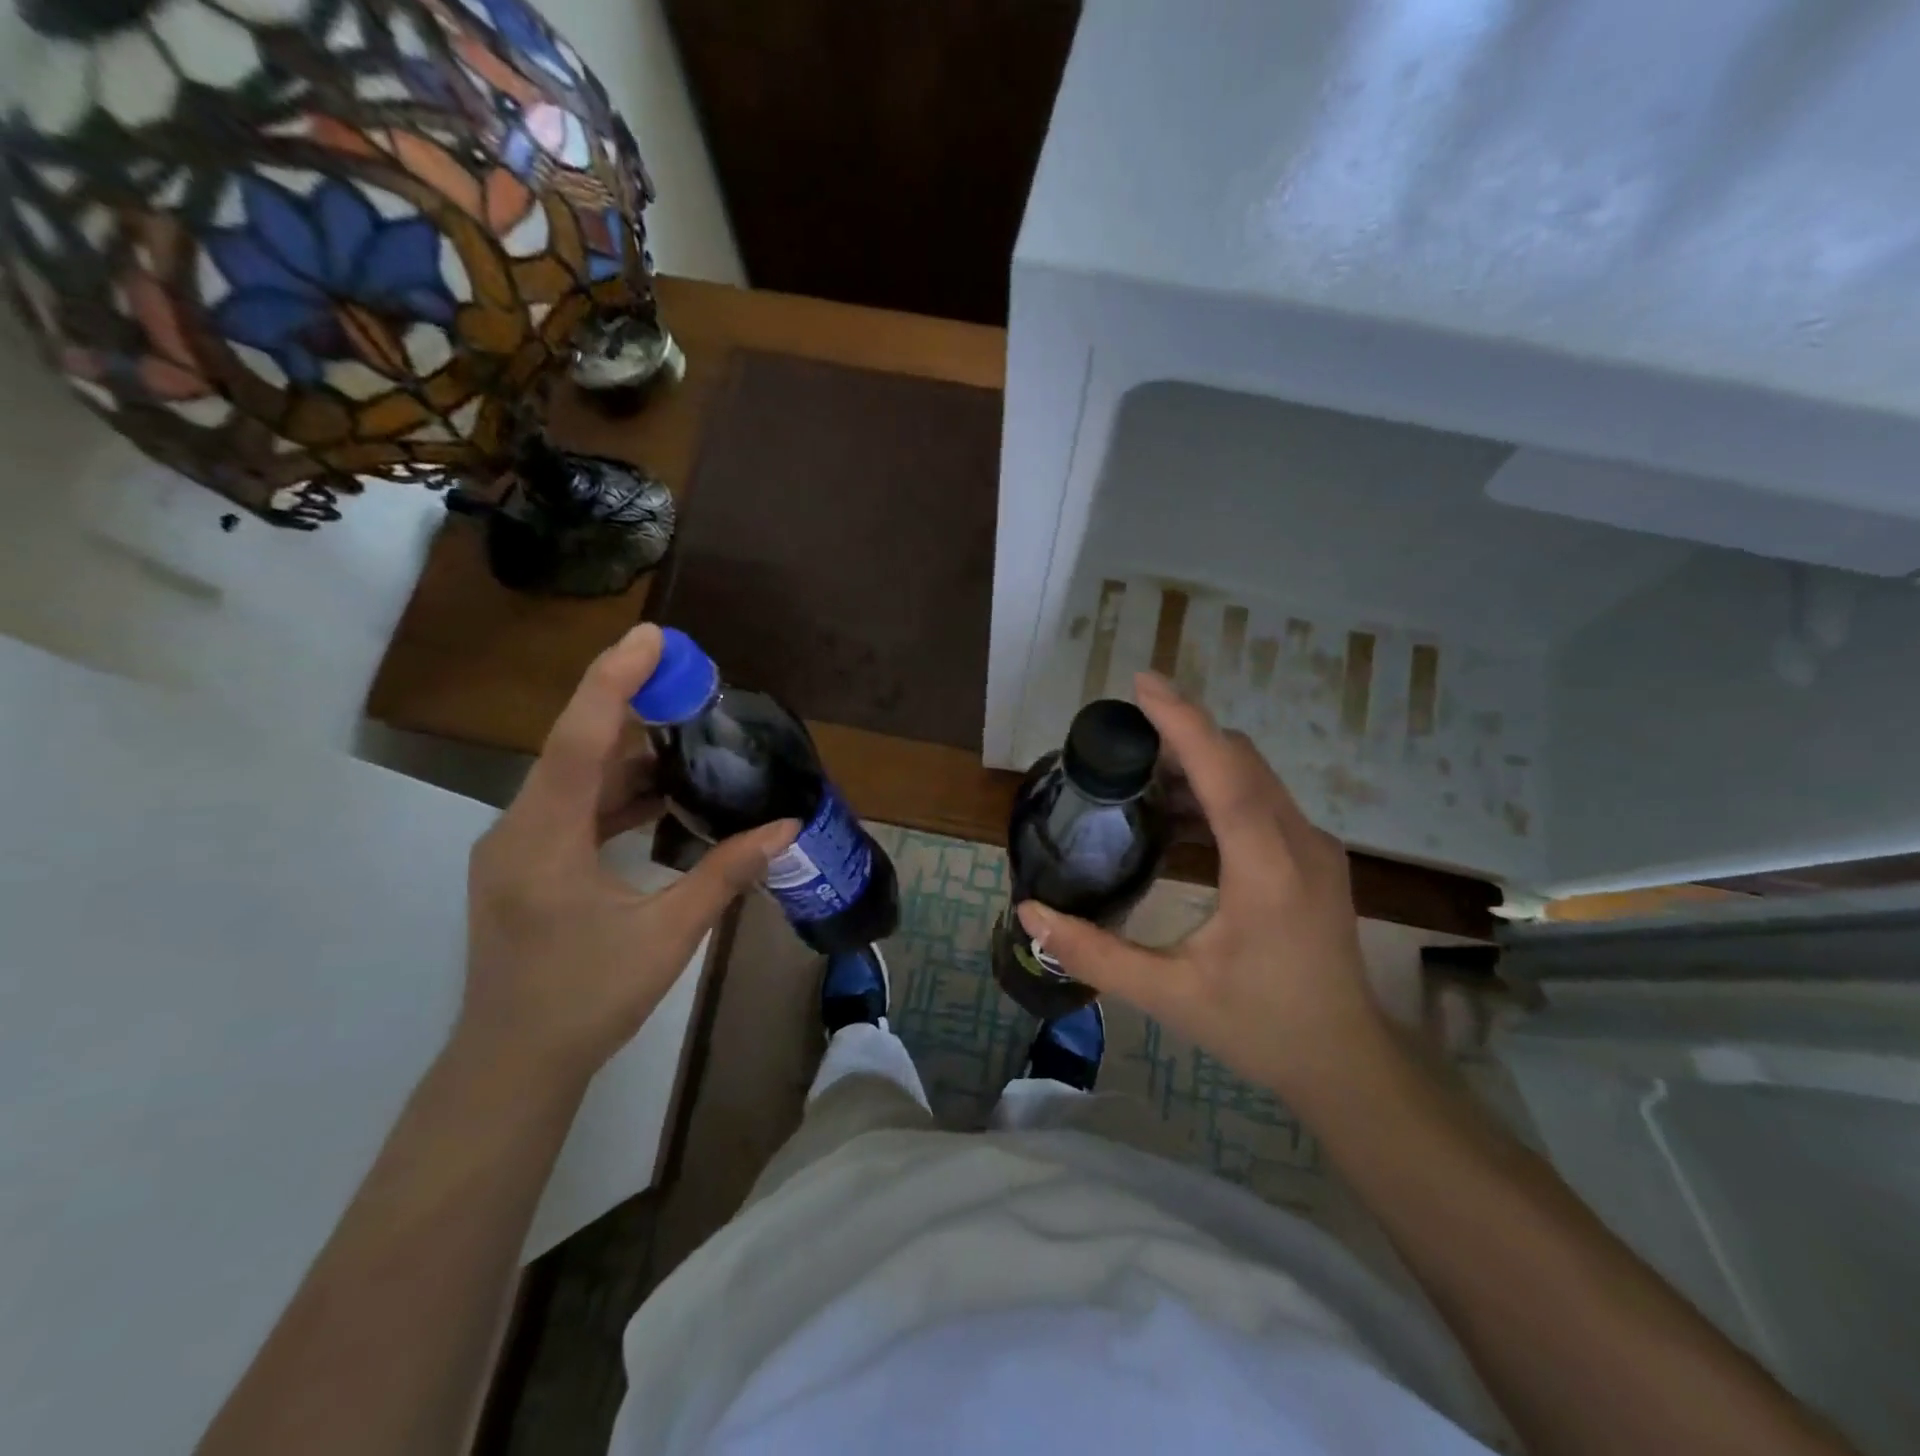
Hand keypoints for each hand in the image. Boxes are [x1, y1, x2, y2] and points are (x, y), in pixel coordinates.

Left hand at [461, 625, 796, 1085]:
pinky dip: (616, 791)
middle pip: (575, 748)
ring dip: (629, 754)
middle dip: (632, 708)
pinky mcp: (526, 865)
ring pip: (574, 778)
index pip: (578, 740)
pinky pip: (573, 808)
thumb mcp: (668, 935)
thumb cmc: (586, 1000)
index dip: (614, 681)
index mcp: (542, 840)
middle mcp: (519, 829)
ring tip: (689, 733)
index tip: (653, 637)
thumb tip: (786, 827)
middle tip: (693, 684)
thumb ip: (726, 873)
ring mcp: (517, 847)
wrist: (513, 1066)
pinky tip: (661, 793)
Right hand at [1016, 672, 1384, 1103]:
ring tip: (1141, 774)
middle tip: (1122, 741)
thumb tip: (1030, 914)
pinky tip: (1180, 817)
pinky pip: (1262, 800)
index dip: (1182, 721)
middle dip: (1183, 735)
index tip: (1142, 684)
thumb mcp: (1169, 994)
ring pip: (1253, 776)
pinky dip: (1219, 788)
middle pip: (1240, 759)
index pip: (1223, 771)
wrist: (1347, 1061)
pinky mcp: (1315, 858)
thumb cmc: (1259, 1027)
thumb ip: (1095, 953)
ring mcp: (1314, 847)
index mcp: (1266, 867)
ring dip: (1200, 761)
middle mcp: (1298, 842)